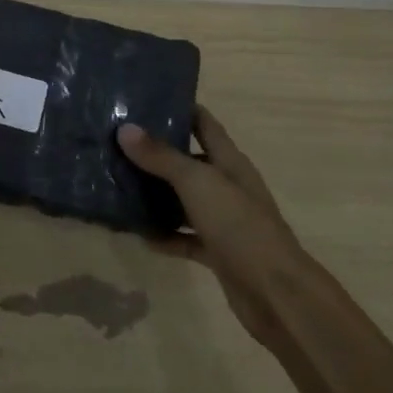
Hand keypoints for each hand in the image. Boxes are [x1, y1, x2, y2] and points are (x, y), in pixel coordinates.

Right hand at [118, 105, 307, 343]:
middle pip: (190, 160)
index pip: (204, 123)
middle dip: (157, 152)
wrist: (276, 295)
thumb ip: (161, 157)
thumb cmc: (239, 226)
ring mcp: (224, 221)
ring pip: (184, 200)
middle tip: (116, 141)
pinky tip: (138, 234)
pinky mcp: (217, 252)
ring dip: (156, 194)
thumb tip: (125, 129)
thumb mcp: (197, 183)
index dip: (179, 107)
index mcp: (229, 162)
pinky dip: (164, 236)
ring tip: (118, 183)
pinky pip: (184, 237)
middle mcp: (227, 186)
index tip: (143, 98)